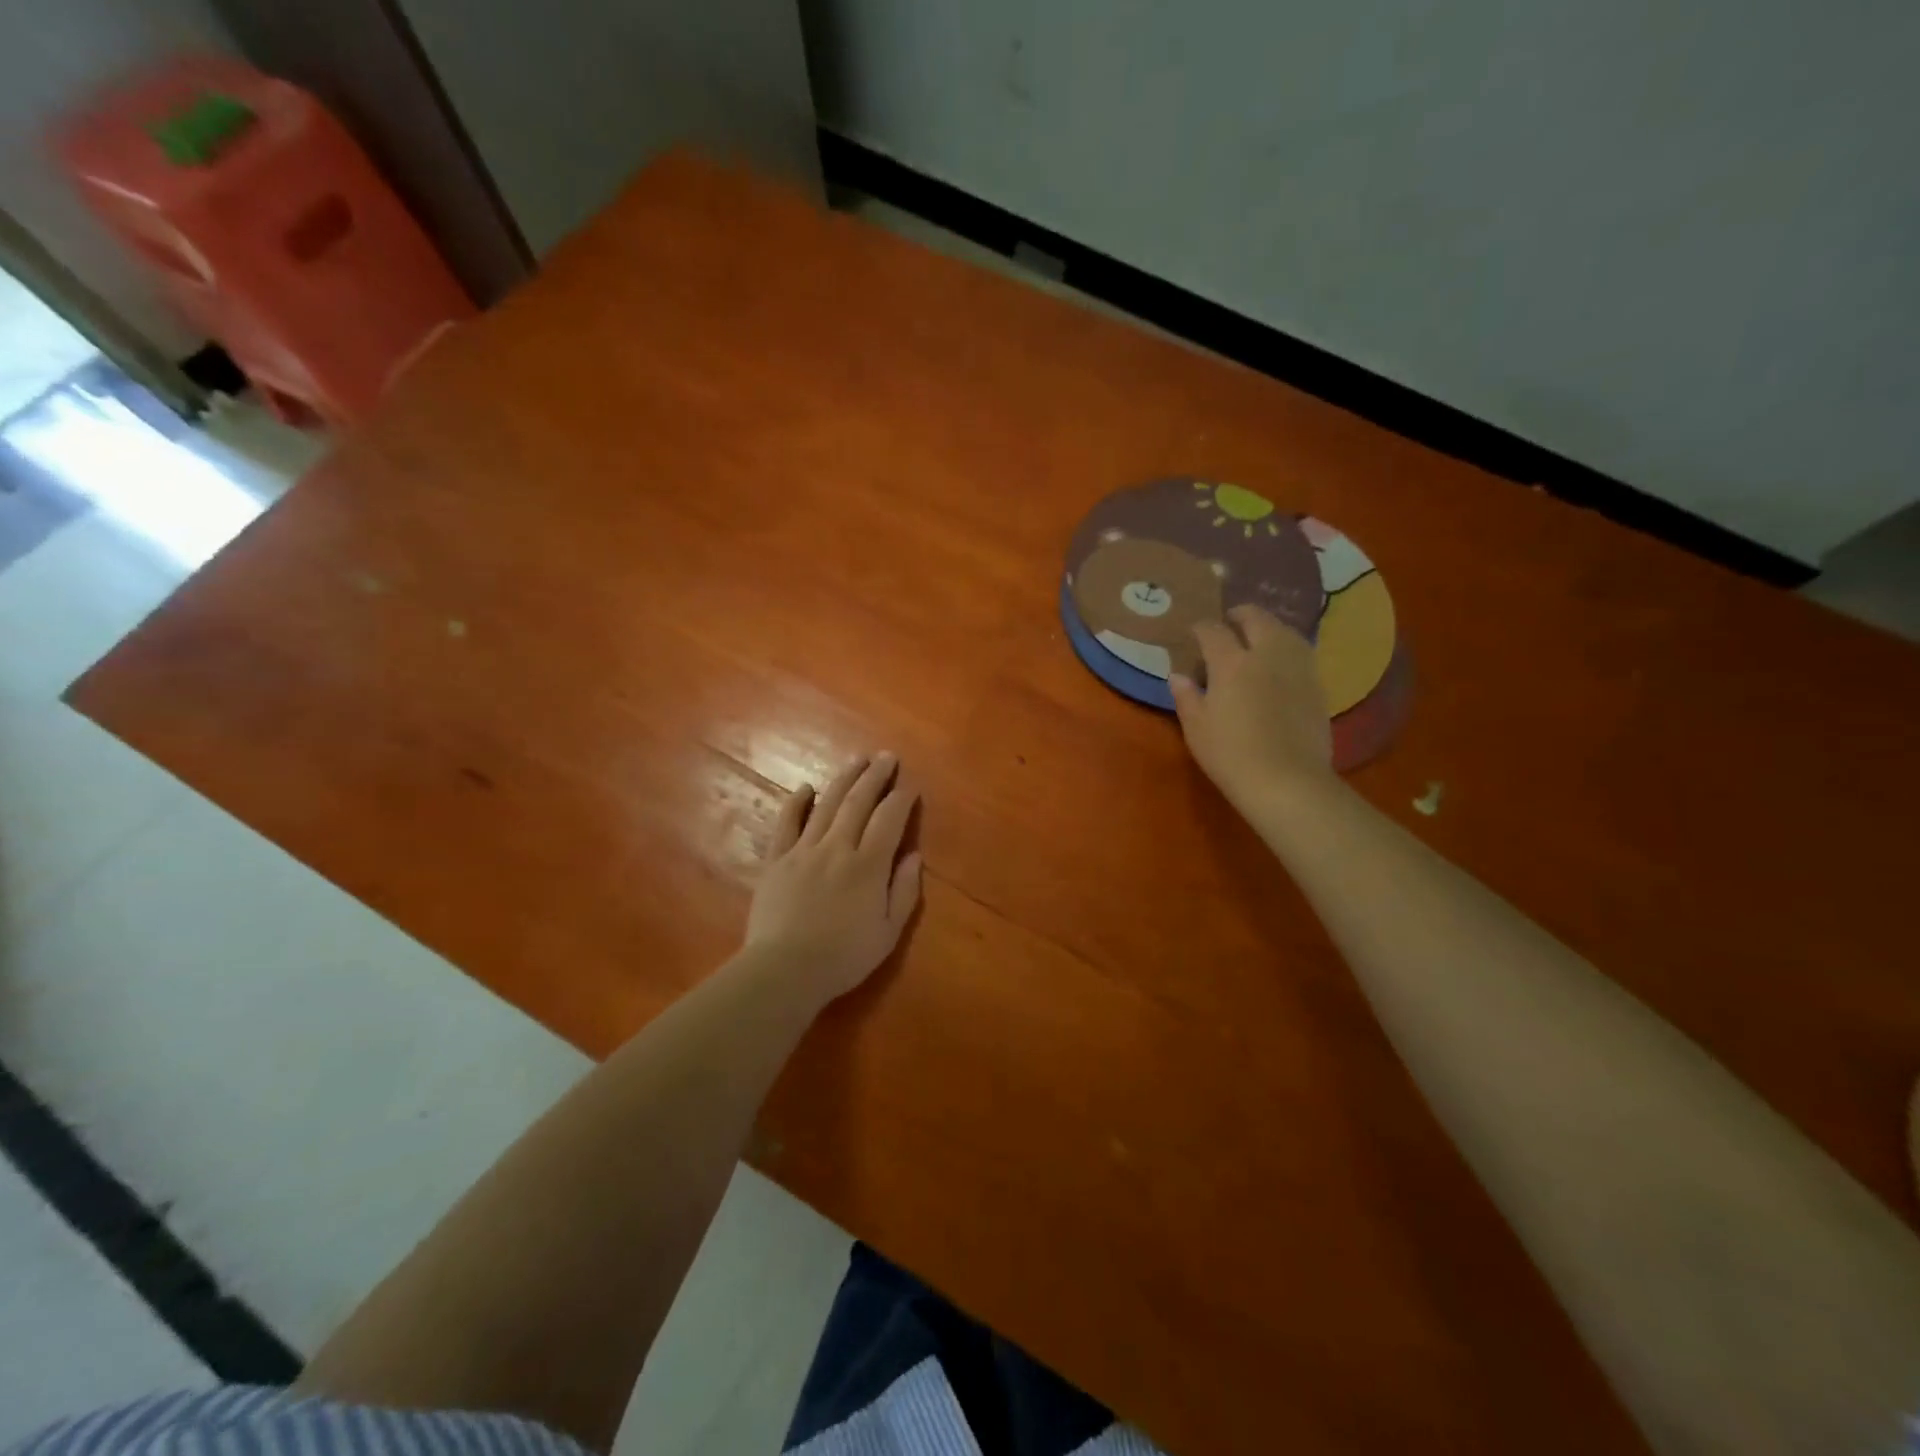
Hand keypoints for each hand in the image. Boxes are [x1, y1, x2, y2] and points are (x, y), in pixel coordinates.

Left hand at [745, 752, 922, 1003]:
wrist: (784, 970)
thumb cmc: (843, 957)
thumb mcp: (888, 933)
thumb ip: (904, 891)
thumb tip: (914, 855)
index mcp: (868, 866)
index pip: (889, 820)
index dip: (901, 799)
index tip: (909, 786)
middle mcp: (837, 848)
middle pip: (859, 802)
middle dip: (875, 776)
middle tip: (886, 757)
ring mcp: (803, 850)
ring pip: (826, 804)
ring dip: (844, 779)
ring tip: (856, 760)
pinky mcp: (776, 860)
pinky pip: (786, 823)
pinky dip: (796, 802)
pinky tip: (806, 788)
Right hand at [1170, 606, 1333, 811]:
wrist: (1287, 781)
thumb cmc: (1231, 755)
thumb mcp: (1196, 728)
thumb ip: (1186, 697)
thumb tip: (1179, 676)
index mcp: (1231, 663)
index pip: (1213, 631)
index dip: (1201, 628)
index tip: (1193, 632)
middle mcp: (1267, 655)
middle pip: (1257, 619)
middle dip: (1240, 615)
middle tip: (1228, 622)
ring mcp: (1297, 668)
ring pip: (1285, 631)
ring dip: (1268, 627)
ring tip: (1257, 637)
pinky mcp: (1317, 685)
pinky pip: (1300, 652)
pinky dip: (1286, 648)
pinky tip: (1278, 663)